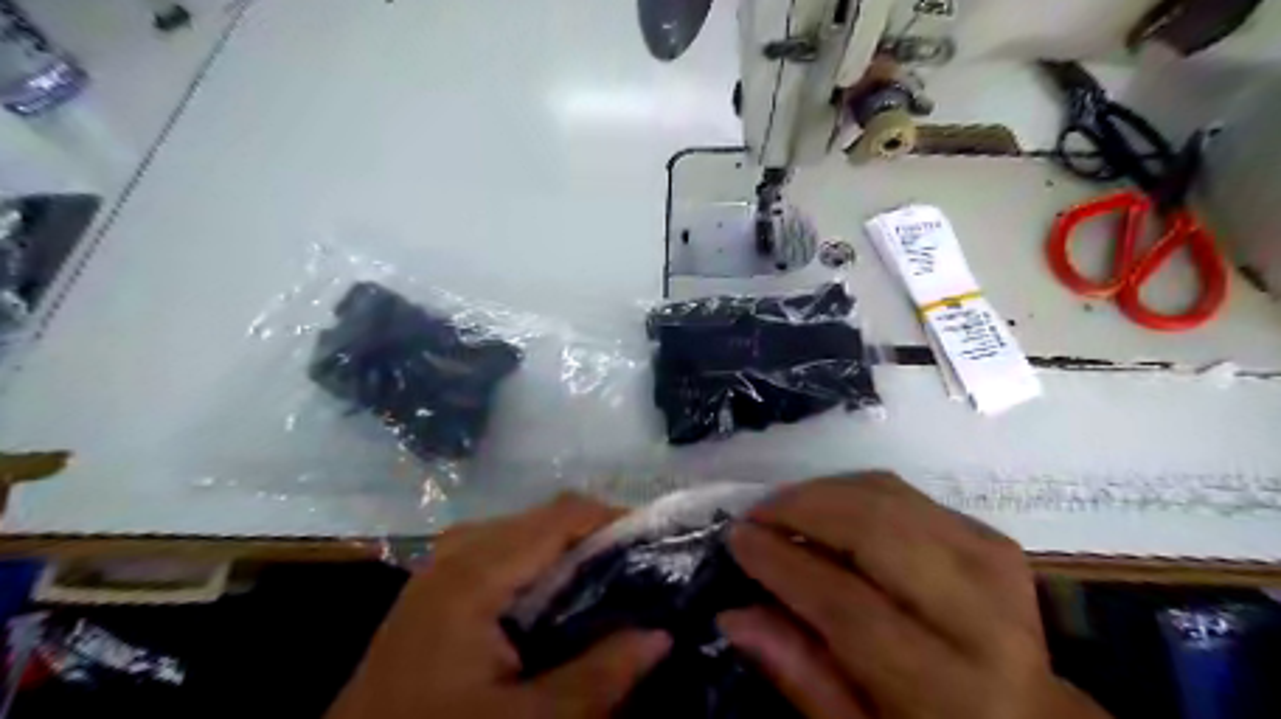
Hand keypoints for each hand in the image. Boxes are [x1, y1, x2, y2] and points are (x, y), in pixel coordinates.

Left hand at [327, 495, 670, 718]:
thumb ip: (598, 677)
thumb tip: (661, 635)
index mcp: (476, 570)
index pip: (564, 515)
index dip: (617, 521)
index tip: (660, 548)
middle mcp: (459, 548)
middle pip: (547, 518)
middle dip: (599, 538)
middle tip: (643, 573)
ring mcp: (445, 563)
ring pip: (529, 533)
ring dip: (573, 552)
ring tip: (613, 585)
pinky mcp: (442, 584)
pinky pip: (506, 553)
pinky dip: (544, 567)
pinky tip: (563, 602)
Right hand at [719, 471, 1112, 717]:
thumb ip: (802, 677)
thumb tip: (735, 616)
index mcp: (951, 689)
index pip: (849, 606)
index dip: (784, 565)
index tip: (737, 538)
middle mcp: (982, 616)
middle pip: (875, 532)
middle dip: (801, 509)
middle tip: (755, 514)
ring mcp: (993, 565)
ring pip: (890, 497)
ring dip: (824, 492)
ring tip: (783, 509)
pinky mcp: (989, 537)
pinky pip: (907, 493)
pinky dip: (856, 490)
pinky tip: (828, 508)